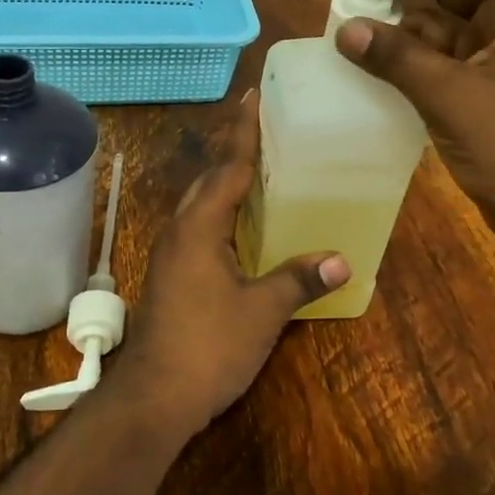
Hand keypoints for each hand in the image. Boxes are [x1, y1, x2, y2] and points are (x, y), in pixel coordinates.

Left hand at [107, 91, 348, 445]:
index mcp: (199, 227)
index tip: (253, 97)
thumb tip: (341, 260)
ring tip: (257, 170)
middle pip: (208, 180)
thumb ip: (299, 280)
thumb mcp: (262, 312)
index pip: (228, 167)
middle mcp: (180, 231)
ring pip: (199, 205)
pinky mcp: (170, 276)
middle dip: (233, 153)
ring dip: (224, 183)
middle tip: (264, 131)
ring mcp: (170, 255)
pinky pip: (198, 228)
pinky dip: (220, 214)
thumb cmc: (209, 346)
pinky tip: (241, 227)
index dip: (244, 132)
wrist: (154, 397)